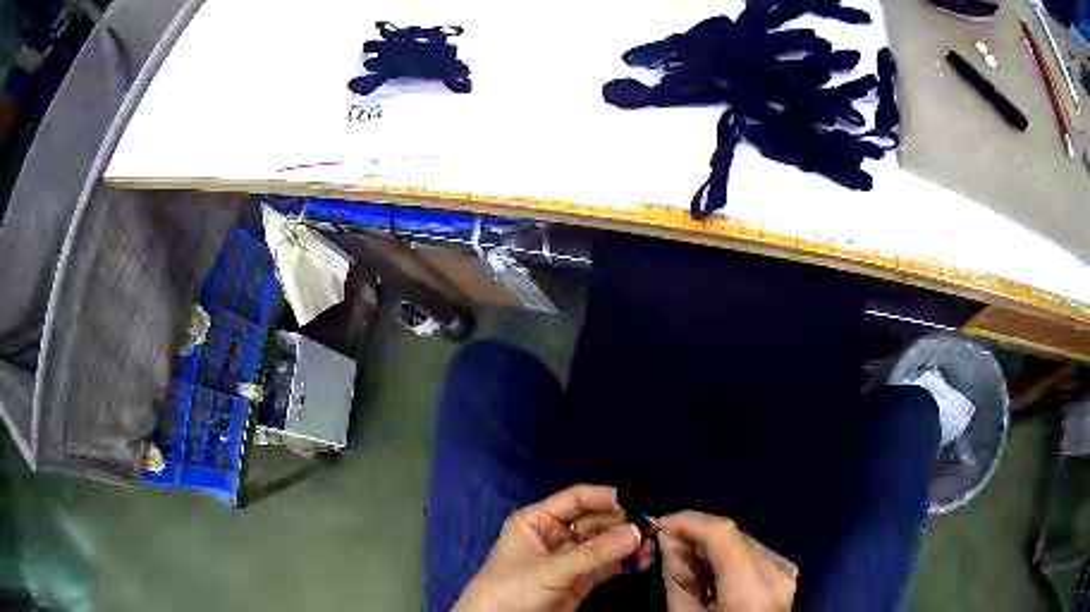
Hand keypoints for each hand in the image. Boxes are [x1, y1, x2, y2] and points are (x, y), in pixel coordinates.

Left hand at [453, 485, 648, 611]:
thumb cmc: (511, 588)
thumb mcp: (551, 569)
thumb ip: (594, 552)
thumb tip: (637, 531)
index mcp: (538, 520)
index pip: (577, 499)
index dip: (606, 498)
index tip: (638, 502)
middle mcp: (555, 534)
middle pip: (595, 521)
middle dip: (622, 523)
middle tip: (651, 528)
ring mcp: (569, 557)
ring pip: (604, 543)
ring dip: (626, 544)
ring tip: (650, 547)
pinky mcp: (580, 580)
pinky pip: (606, 565)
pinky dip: (624, 563)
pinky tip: (641, 562)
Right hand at [658, 511, 796, 610]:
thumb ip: (678, 576)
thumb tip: (667, 537)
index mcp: (751, 588)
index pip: (722, 532)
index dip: (687, 520)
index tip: (657, 524)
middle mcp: (777, 571)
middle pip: (732, 534)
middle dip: (695, 533)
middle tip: (664, 542)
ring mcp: (786, 571)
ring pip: (742, 540)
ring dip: (710, 544)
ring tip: (684, 559)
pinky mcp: (786, 573)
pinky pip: (752, 552)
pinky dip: (727, 555)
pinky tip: (710, 571)